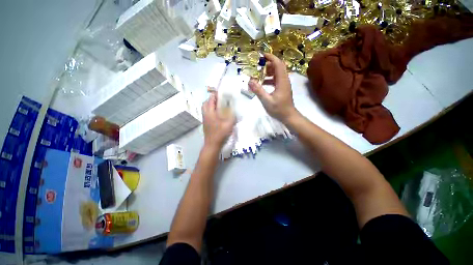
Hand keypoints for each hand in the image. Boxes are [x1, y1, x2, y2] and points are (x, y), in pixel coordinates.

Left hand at [202, 93, 234, 148]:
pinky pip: (206, 114)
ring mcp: (204, 120)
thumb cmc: (220, 134)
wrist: (212, 144)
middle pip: (205, 103)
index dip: (215, 95)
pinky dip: (210, 111)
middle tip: (219, 99)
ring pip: (205, 109)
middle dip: (211, 99)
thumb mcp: (229, 124)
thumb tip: (235, 110)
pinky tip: (217, 115)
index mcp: (210, 113)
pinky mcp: (205, 124)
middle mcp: (206, 115)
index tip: (220, 92)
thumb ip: (232, 116)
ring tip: (218, 106)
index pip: (210, 100)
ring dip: (210, 105)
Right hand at [248, 53, 299, 123]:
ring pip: (277, 73)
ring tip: (259, 74)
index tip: (262, 55)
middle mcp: (284, 80)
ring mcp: (284, 84)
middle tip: (258, 66)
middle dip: (268, 64)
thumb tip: (250, 81)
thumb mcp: (266, 101)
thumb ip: (258, 91)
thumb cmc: (278, 109)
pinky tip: (263, 83)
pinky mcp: (283, 88)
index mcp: (282, 81)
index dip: (271, 58)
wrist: (288, 116)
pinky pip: (276, 79)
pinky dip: (269, 78)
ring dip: (269, 71)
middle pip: (278, 66)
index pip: (278, 64)